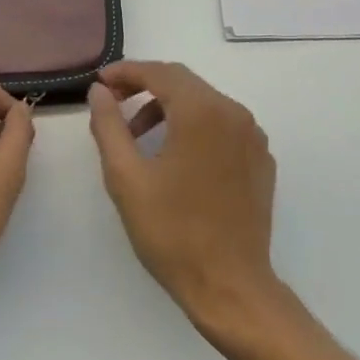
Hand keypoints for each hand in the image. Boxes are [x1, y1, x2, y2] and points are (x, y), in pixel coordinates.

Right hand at [88, 60, 280, 335]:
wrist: (231, 287)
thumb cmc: (172, 232)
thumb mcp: (127, 178)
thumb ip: (109, 126)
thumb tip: (99, 91)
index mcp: (202, 112)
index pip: (160, 72)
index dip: (126, 72)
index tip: (100, 82)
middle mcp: (234, 113)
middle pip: (184, 83)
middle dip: (145, 87)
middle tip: (114, 104)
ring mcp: (253, 136)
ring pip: (204, 103)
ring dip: (169, 108)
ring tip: (139, 136)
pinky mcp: (261, 159)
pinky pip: (223, 126)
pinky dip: (195, 127)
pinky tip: (176, 156)